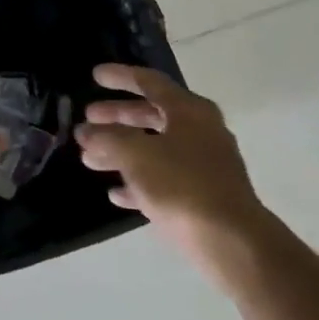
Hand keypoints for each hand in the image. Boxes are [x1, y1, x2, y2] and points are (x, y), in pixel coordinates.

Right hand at [76, 64, 273, 293]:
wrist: (232, 243)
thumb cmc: (182, 186)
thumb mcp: (136, 155)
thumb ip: (107, 139)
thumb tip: (86, 132)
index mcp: (189, 112)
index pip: (150, 82)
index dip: (120, 77)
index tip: (94, 76)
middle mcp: (200, 132)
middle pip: (151, 115)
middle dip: (116, 117)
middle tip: (87, 119)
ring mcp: (204, 166)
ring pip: (154, 149)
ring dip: (121, 151)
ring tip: (89, 159)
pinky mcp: (202, 197)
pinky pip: (163, 180)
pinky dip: (138, 182)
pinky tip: (115, 194)